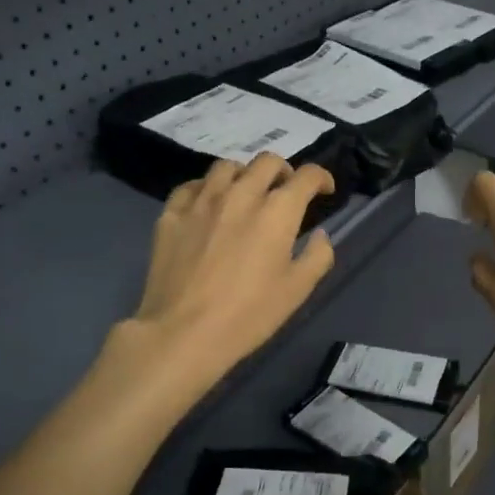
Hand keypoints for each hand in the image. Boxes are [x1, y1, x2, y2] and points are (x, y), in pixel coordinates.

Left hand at [128, 155, 336, 387]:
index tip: (323, 190)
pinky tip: (208, 205)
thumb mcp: (298, 290)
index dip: (321, 177)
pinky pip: (192, 186)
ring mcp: (202, 201)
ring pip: (227, 166)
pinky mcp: (172, 214)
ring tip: (246, 193)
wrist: (183, 332)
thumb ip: (318, 255)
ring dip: (245, 174)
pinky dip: (207, 188)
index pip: (306, 176)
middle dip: (284, 171)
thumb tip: (321, 234)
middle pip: (267, 161)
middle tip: (286, 191)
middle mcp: (241, 194)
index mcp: (277, 211)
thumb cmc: (249, 314)